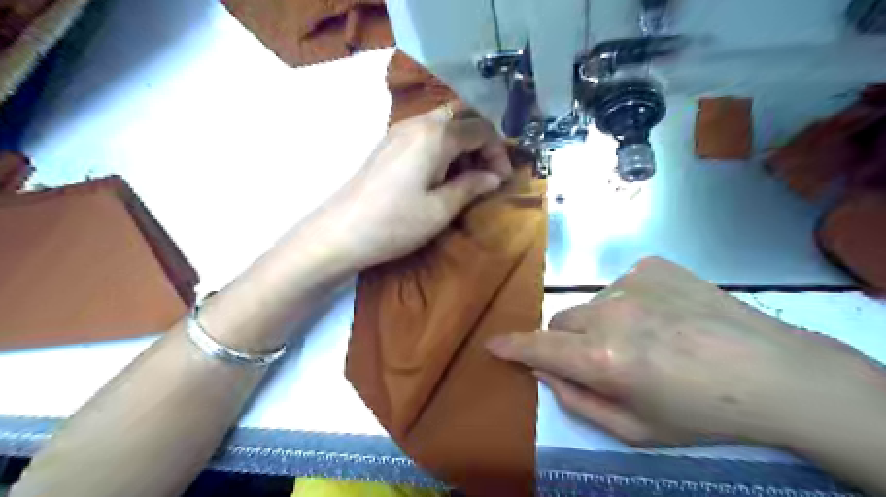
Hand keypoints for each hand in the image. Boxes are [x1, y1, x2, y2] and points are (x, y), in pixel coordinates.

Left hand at [316, 105, 512, 269]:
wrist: (340, 232)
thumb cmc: (395, 223)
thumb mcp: (440, 209)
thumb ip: (471, 187)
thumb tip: (494, 177)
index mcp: (436, 135)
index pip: (480, 129)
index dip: (498, 152)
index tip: (502, 180)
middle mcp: (418, 123)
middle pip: (462, 117)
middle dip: (482, 141)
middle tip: (487, 172)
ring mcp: (399, 131)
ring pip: (443, 123)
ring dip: (462, 143)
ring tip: (466, 177)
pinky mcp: (388, 144)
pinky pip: (425, 133)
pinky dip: (443, 146)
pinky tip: (441, 174)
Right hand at [487, 258, 880, 448]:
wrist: (773, 372)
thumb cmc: (701, 413)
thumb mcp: (635, 429)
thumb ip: (577, 401)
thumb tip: (544, 370)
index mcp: (604, 359)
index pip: (540, 347)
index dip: (512, 346)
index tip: (492, 343)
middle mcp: (610, 313)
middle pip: (561, 322)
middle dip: (567, 342)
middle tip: (602, 359)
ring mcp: (631, 283)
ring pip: (590, 304)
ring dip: (600, 323)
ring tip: (645, 339)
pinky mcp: (651, 266)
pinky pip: (619, 286)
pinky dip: (627, 303)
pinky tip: (662, 317)